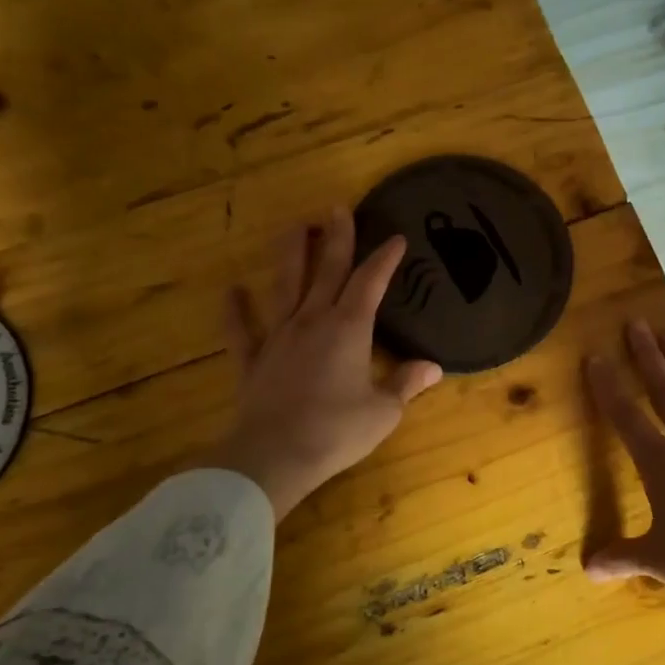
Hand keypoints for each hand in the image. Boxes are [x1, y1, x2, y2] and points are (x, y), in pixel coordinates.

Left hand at [211, 208, 442, 517]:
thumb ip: (406, 384)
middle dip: (335, 238)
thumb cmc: (337, 431)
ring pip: (285, 286)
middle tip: (337, 208)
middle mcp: (312, 321)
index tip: (396, 238)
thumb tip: (432, 367)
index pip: (370, 283)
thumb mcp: (383, 411)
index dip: (384, 259)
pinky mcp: (252, 360)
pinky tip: (232, 291)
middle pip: (326, 270)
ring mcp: (278, 338)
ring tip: (294, 227)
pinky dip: (235, 310)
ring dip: (291, 255)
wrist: (275, 455)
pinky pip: (242, 330)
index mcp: (349, 329)